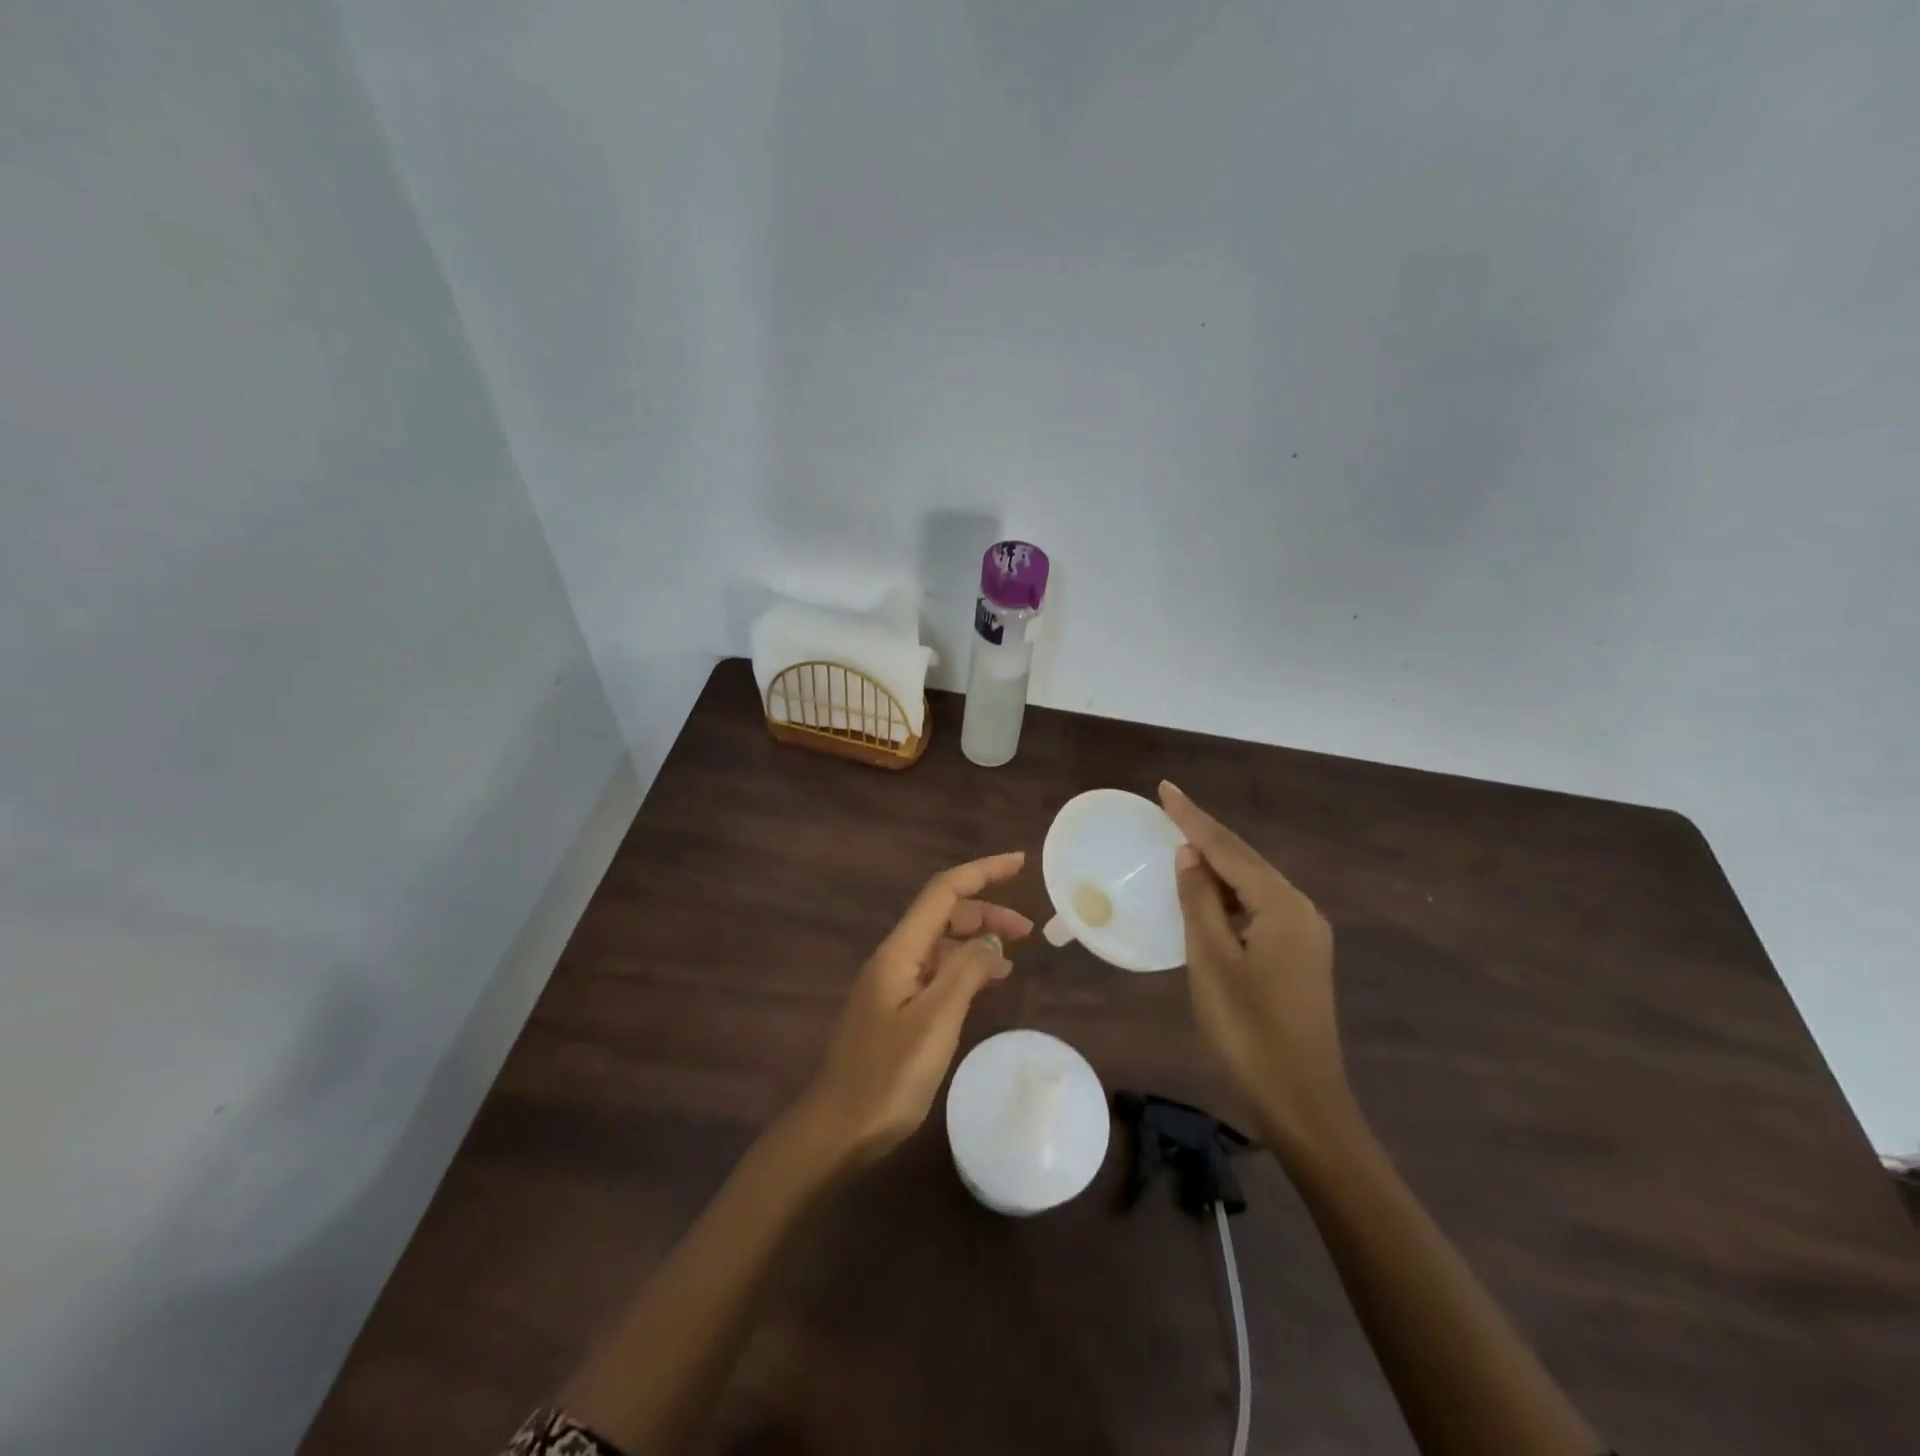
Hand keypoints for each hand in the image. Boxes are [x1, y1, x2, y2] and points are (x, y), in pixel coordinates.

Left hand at [802, 851, 1032, 1166]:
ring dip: (977, 941)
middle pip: (944, 914)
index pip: (943, 892)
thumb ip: (965, 972)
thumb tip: (991, 941)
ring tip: (1014, 957)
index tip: (1020, 863)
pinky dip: (965, 968)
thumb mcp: (935, 1020)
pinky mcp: (896, 1007)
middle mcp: (895, 957)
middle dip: (986, 912)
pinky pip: (937, 971)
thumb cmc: (888, 1075)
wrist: (839, 1128)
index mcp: (900, 951)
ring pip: (942, 943)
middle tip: (1028, 931)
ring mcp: (893, 983)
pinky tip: (986, 983)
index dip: (982, 872)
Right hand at [1158, 781, 1353, 1155]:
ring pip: (1253, 884)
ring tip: (1180, 845)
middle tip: (1169, 809)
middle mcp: (1301, 910)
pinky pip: (1259, 907)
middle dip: (1206, 835)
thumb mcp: (1212, 960)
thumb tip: (1190, 855)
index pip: (1229, 850)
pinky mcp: (1300, 954)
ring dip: (1217, 865)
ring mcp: (1305, 933)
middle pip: (1246, 861)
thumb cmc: (1248, 1027)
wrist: (1301, 1098)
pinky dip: (1229, 895)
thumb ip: (1200, 901)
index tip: (1164, 788)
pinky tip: (1207, 896)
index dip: (1193, 818)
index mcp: (1282, 906)